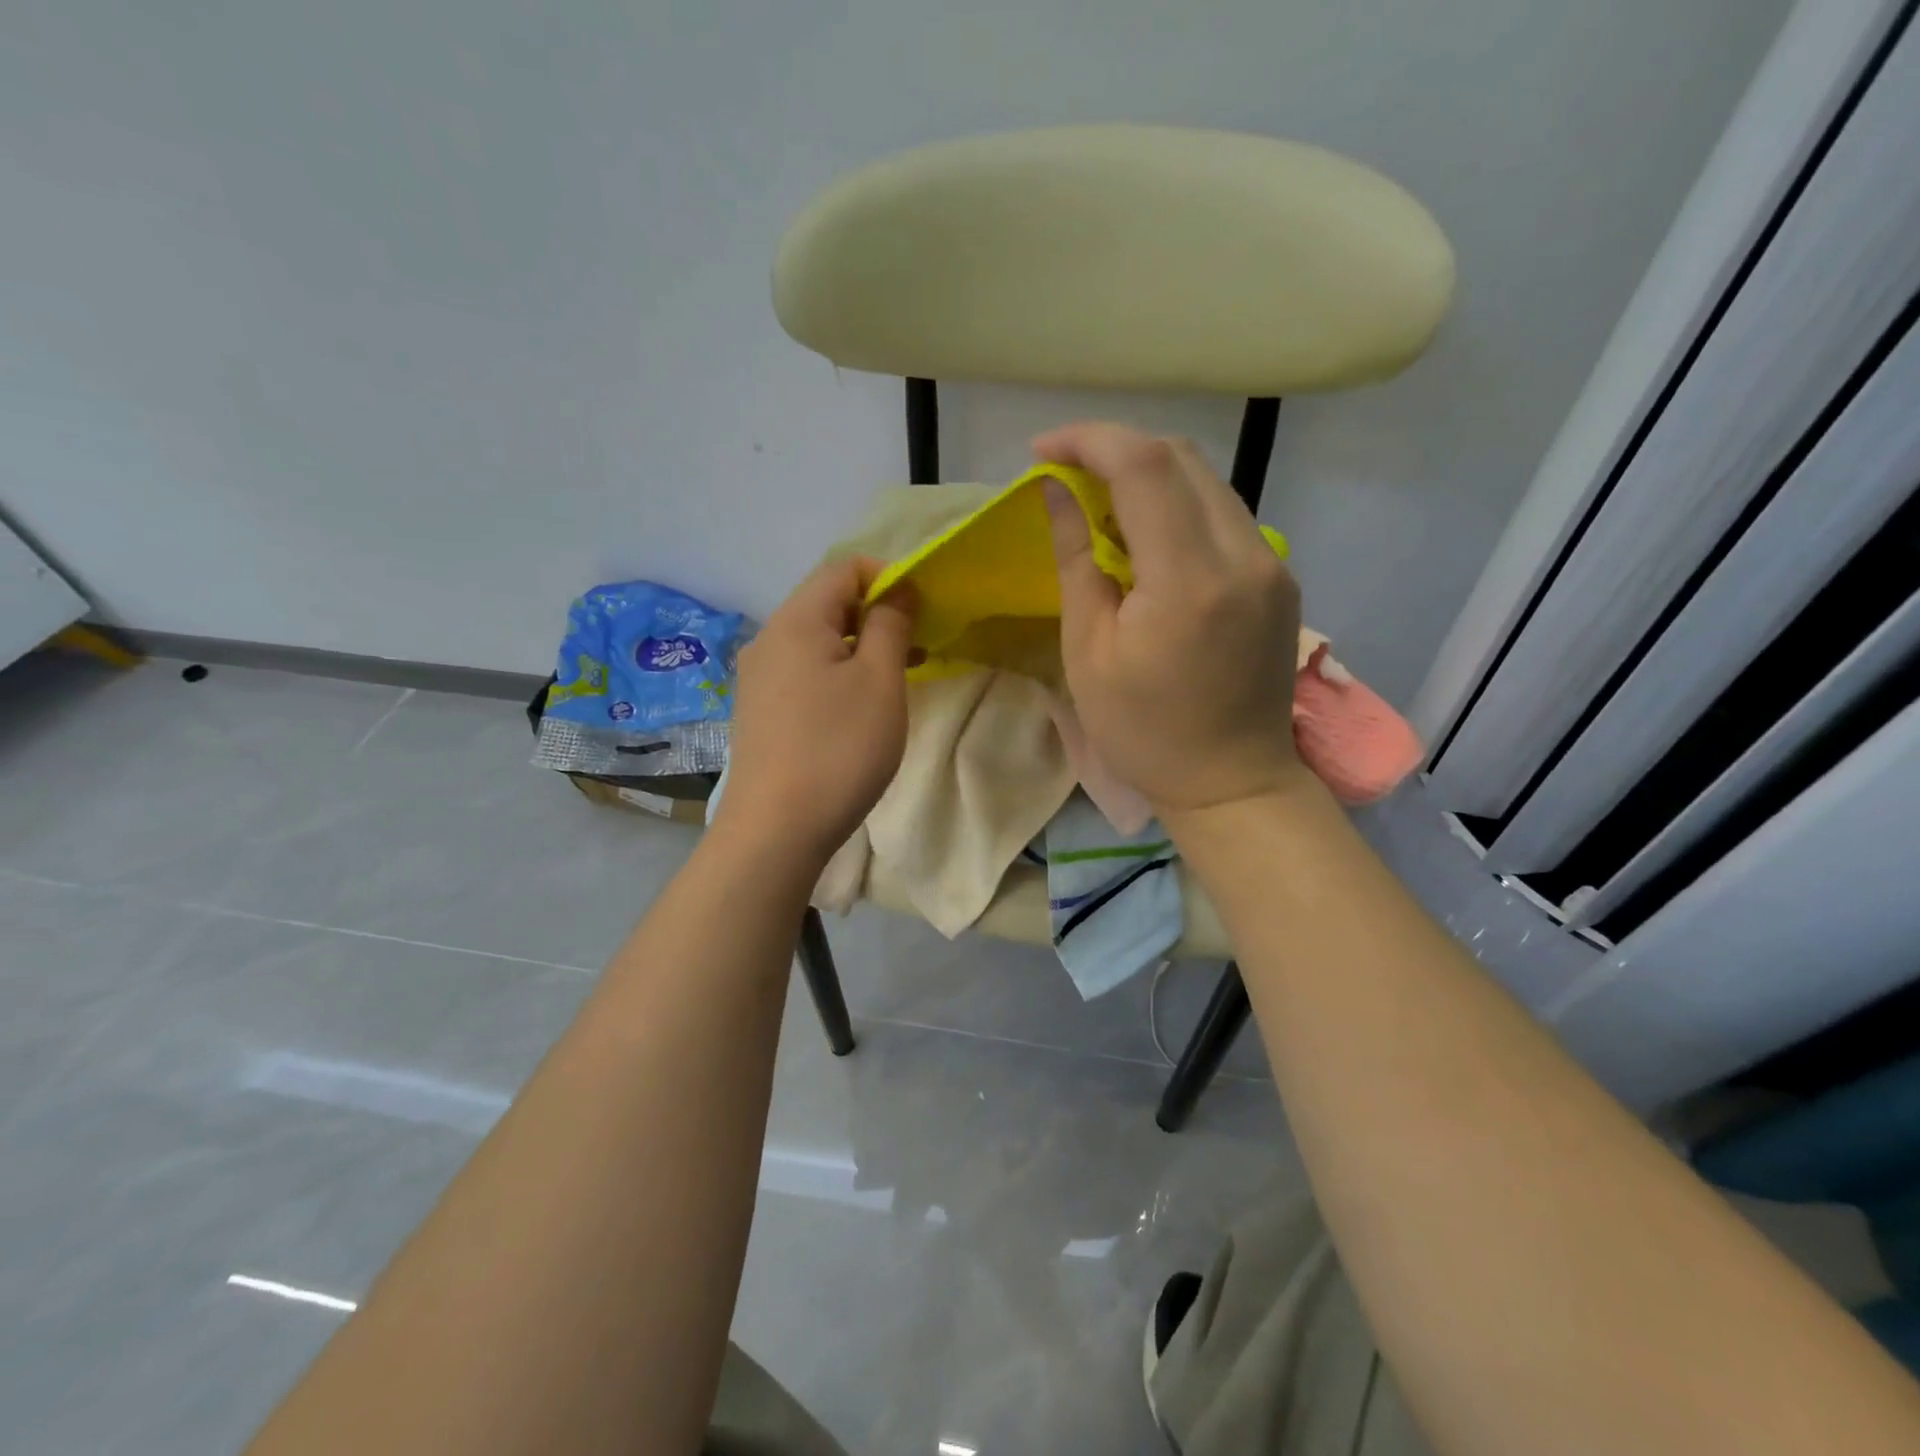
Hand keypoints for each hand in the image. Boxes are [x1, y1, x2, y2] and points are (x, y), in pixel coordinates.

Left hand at [716, 557, 915, 866]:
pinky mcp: (760, 710)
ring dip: (861, 647)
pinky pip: (804, 670)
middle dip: (877, 615)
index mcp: (796, 620)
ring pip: (817, 640)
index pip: (844, 568)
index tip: (922, 613)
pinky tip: (858, 707)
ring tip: (896, 678)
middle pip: (828, 602)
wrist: (775, 830)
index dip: (889, 578)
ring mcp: (759, 676)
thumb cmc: (838, 749)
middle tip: (917, 648)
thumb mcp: (879, 681)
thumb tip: (897, 590)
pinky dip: (838, 673)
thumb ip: (890, 624)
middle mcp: (769, 639)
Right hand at [1037, 422, 1304, 819]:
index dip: (1089, 441)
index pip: (1144, 466)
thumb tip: (1056, 491)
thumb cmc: (1143, 732)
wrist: (1232, 781)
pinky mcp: (1279, 577)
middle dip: (1117, 449)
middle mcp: (1243, 555)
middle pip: (1181, 457)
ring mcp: (1271, 563)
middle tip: (1067, 475)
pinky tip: (1147, 534)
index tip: (1043, 451)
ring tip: (1100, 503)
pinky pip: (1224, 514)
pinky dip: (1179, 504)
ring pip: (1207, 480)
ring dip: (1149, 474)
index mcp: (1188, 580)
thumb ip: (1076, 560)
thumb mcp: (1089, 652)